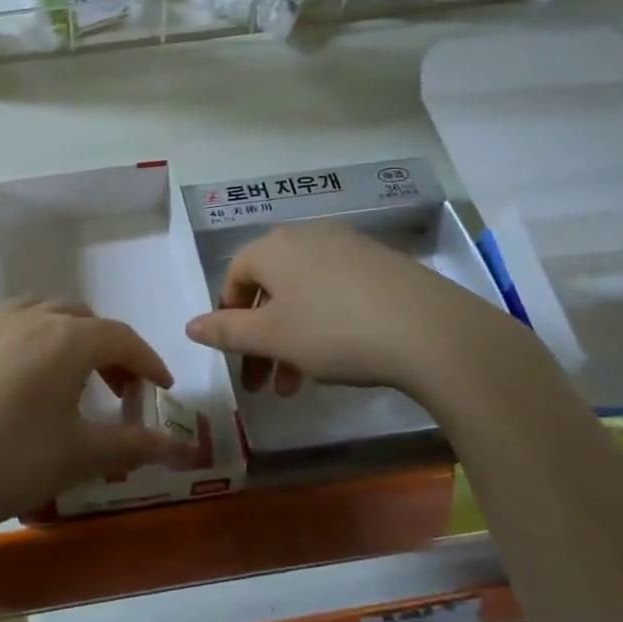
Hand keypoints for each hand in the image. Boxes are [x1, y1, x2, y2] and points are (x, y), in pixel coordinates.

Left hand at [0, 299, 199, 548]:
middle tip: (118, 390)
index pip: (122, 338)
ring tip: (69, 377)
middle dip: (108, 350)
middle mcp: (28, 317)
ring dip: (65, 337)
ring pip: (40, 314)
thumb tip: (183, 451)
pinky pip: (0, 325)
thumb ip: (134, 446)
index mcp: (66, 338)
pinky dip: (22, 338)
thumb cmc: (8, 463)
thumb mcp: (79, 456)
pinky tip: (15, 371)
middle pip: (82, 319)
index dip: (149, 362)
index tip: (162, 390)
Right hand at [184, 222, 540, 408]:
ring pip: (303, 293)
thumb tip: (190, 326)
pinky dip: (325, 322)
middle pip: (270, 288)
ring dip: (292, 338)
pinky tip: (341, 355)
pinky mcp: (381, 263)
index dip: (228, 318)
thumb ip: (226, 331)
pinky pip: (336, 290)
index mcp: (273, 247)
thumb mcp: (272, 338)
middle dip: (262, 339)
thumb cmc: (334, 332)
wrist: (432, 331)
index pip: (234, 278)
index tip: (237, 358)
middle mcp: (306, 236)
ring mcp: (348, 246)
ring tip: (301, 382)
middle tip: (266, 385)